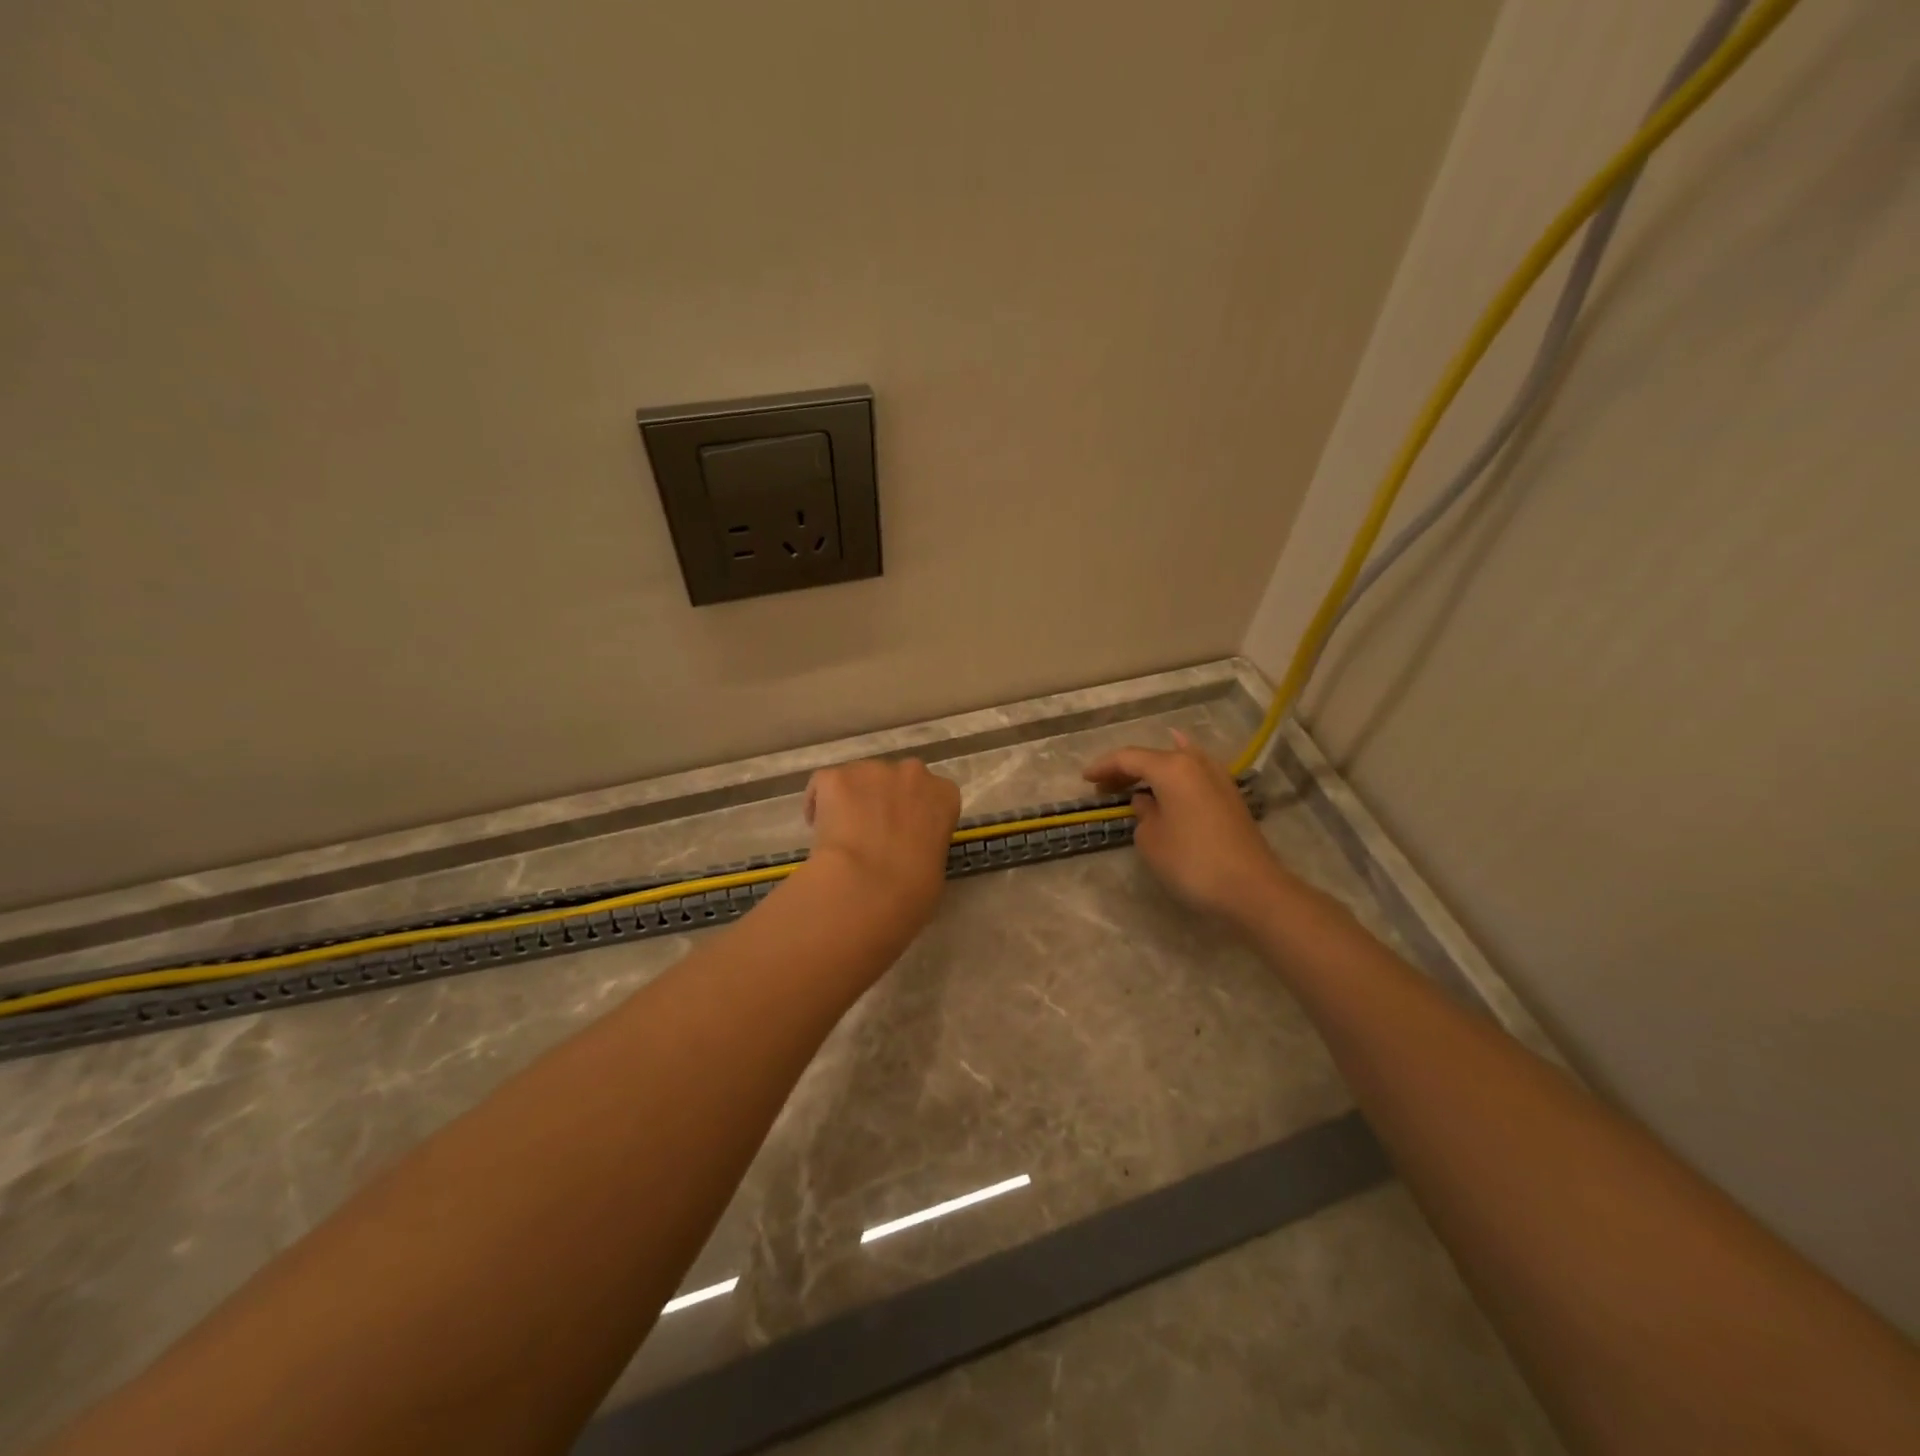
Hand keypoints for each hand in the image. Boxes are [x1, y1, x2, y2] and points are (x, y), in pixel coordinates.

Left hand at [803, 757, 960, 928]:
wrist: (866, 886)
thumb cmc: (912, 890)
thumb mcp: (935, 870)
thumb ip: (925, 848)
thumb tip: (908, 853)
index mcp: (944, 796)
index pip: (933, 796)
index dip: (915, 814)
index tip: (905, 835)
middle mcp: (912, 773)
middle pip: (896, 781)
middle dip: (884, 800)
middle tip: (872, 832)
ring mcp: (872, 770)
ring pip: (860, 780)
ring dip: (853, 799)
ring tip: (841, 832)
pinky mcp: (836, 776)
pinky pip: (825, 784)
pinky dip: (819, 802)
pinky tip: (816, 827)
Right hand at [1084, 731, 1286, 920]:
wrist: (1251, 888)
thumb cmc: (1192, 862)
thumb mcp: (1151, 840)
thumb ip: (1142, 814)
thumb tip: (1147, 801)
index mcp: (1172, 768)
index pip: (1128, 758)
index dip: (1103, 766)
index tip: (1084, 779)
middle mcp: (1195, 763)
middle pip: (1153, 757)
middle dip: (1126, 769)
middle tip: (1102, 786)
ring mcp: (1218, 778)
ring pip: (1176, 762)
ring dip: (1152, 771)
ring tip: (1131, 777)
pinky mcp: (1230, 797)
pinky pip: (1194, 773)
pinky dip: (1177, 771)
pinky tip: (1176, 761)